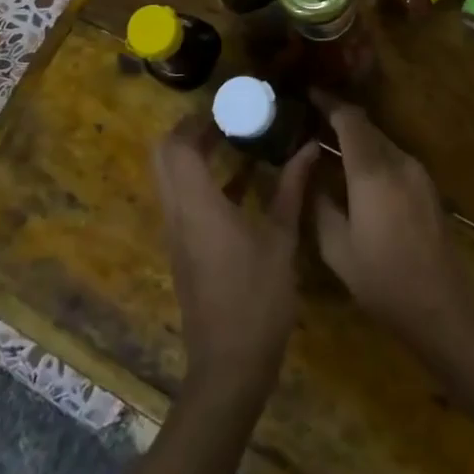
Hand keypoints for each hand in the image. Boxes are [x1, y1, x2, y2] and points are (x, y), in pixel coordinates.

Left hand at [153, 115, 317, 412]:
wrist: (228, 366)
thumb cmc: (258, 299)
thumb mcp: (282, 240)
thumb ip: (292, 189)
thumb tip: (308, 147)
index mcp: (198, 205)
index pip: (178, 145)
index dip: (197, 120)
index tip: (229, 106)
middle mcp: (177, 213)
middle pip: (164, 155)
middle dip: (190, 131)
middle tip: (229, 120)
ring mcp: (176, 233)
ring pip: (170, 177)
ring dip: (193, 154)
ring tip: (236, 141)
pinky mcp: (182, 249)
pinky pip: (181, 199)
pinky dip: (201, 181)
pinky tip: (241, 183)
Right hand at [310, 91, 473, 357]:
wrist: (443, 305)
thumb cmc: (383, 279)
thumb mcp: (336, 247)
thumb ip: (318, 203)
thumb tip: (308, 172)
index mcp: (372, 171)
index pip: (349, 119)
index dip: (328, 103)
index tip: (307, 95)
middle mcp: (398, 161)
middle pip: (367, 127)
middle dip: (339, 119)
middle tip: (310, 122)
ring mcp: (417, 173)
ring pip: (381, 141)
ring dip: (356, 138)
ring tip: (328, 147)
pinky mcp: (427, 186)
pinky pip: (393, 157)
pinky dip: (372, 155)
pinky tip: (356, 174)